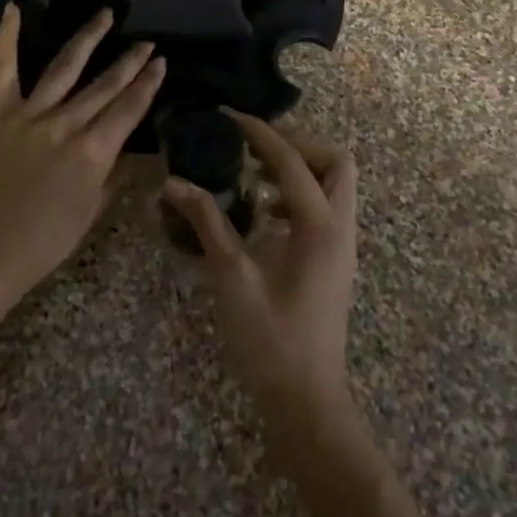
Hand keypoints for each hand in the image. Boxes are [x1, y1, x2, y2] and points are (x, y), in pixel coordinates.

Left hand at [0, 3, 165, 306]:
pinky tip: (14, 8)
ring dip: (88, 38)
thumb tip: (122, 147)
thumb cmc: (43, 242)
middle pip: (105, 85)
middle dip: (129, 62)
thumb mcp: (90, 212)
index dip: (148, 85)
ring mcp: (30, 115)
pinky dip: (8, 37)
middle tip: (146, 42)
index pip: (129, 110)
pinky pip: (4, 69)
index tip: (161, 63)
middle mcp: (66, 125)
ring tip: (105, 15)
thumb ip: (110, 174)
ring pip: (65, 68)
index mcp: (93, 153)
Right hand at [165, 114, 358, 422]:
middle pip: (336, 161)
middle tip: (254, 146)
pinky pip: (327, 208)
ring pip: (336, 184)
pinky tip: (263, 213)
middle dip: (298, 143)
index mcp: (319, 226)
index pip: (292, 161)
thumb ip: (207, 222)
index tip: (230, 116)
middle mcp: (341, 228)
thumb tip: (173, 183)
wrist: (306, 400)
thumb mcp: (232, 276)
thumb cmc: (269, 340)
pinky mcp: (335, 261)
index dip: (260, 133)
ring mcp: (343, 246)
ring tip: (254, 172)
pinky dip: (300, 195)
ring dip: (301, 168)